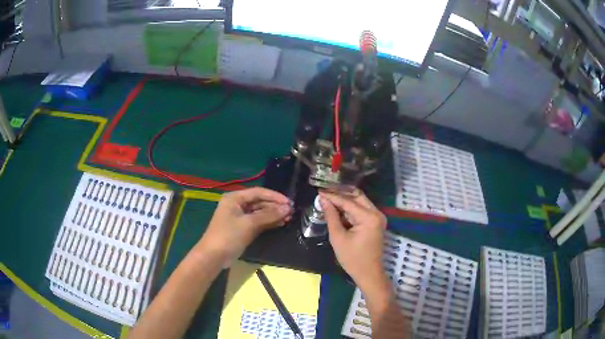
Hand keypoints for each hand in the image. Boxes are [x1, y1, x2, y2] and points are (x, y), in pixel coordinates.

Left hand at [197, 187, 292, 266]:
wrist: (214, 256)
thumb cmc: (229, 236)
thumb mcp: (249, 224)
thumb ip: (268, 215)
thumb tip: (287, 209)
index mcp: (235, 198)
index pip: (258, 192)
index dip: (274, 196)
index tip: (289, 202)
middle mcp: (237, 204)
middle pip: (260, 202)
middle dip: (275, 206)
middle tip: (291, 211)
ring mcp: (240, 217)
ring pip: (260, 212)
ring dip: (273, 215)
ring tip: (289, 218)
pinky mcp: (243, 228)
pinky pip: (258, 221)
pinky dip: (268, 222)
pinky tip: (280, 223)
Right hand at [319, 190, 387, 292]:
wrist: (368, 273)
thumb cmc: (352, 259)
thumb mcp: (338, 238)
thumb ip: (331, 216)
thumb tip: (323, 200)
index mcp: (369, 217)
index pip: (348, 202)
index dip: (332, 196)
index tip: (319, 191)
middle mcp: (376, 213)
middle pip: (357, 196)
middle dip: (340, 194)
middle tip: (324, 192)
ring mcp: (378, 217)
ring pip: (360, 202)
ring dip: (345, 200)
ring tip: (328, 198)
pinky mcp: (375, 222)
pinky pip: (362, 210)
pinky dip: (350, 208)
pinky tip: (338, 208)